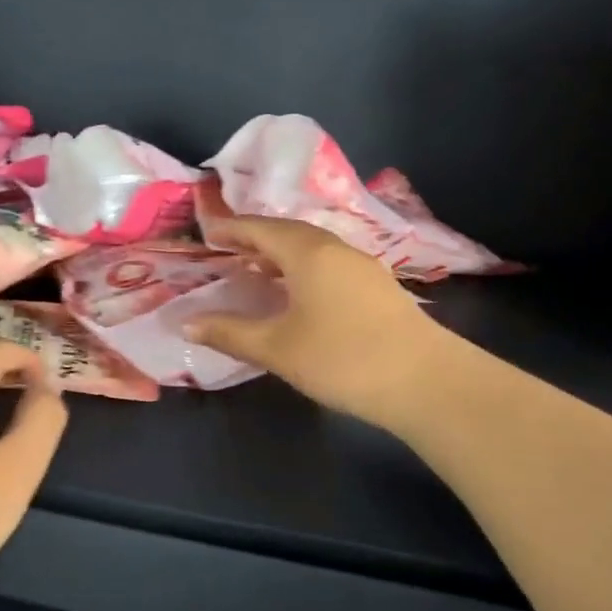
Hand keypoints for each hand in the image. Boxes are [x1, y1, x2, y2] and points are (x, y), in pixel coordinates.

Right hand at [184, 214, 455, 433]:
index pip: (261, 229)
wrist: (425, 381)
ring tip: (258, 270)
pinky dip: (304, 269)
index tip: (207, 232)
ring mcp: (363, 267)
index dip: (231, 229)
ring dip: (282, 254)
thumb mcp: (276, 348)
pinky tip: (299, 294)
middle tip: (228, 250)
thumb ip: (229, 332)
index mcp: (308, 253)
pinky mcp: (378, 288)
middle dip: (256, 238)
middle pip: (289, 233)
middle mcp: (336, 249)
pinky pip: (330, 265)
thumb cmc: (341, 358)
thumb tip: (186, 323)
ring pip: (313, 249)